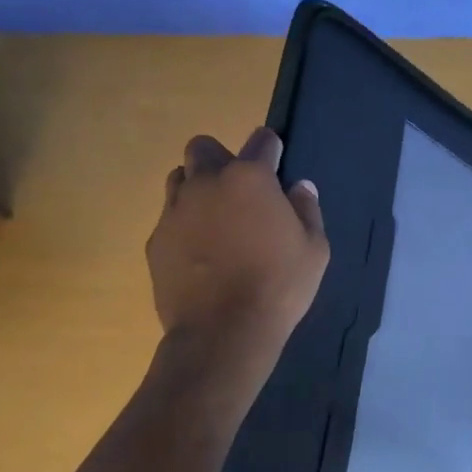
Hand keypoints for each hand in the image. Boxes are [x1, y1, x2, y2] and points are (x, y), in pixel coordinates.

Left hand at [146, 128, 328, 356]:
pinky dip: (184, 224)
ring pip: (179, 177)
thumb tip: (299, 187)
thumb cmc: (279, 286)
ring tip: (215, 218)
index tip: (276, 162)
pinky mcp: (156, 239)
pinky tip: (199, 252)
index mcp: (250, 178)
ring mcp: (175, 210)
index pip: (261, 140)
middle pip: (204, 147)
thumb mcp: (314, 249)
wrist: (223, 331)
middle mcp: (207, 182)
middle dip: (221, 158)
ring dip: (197, 187)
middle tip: (239, 190)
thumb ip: (306, 210)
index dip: (271, 148)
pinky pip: (169, 217)